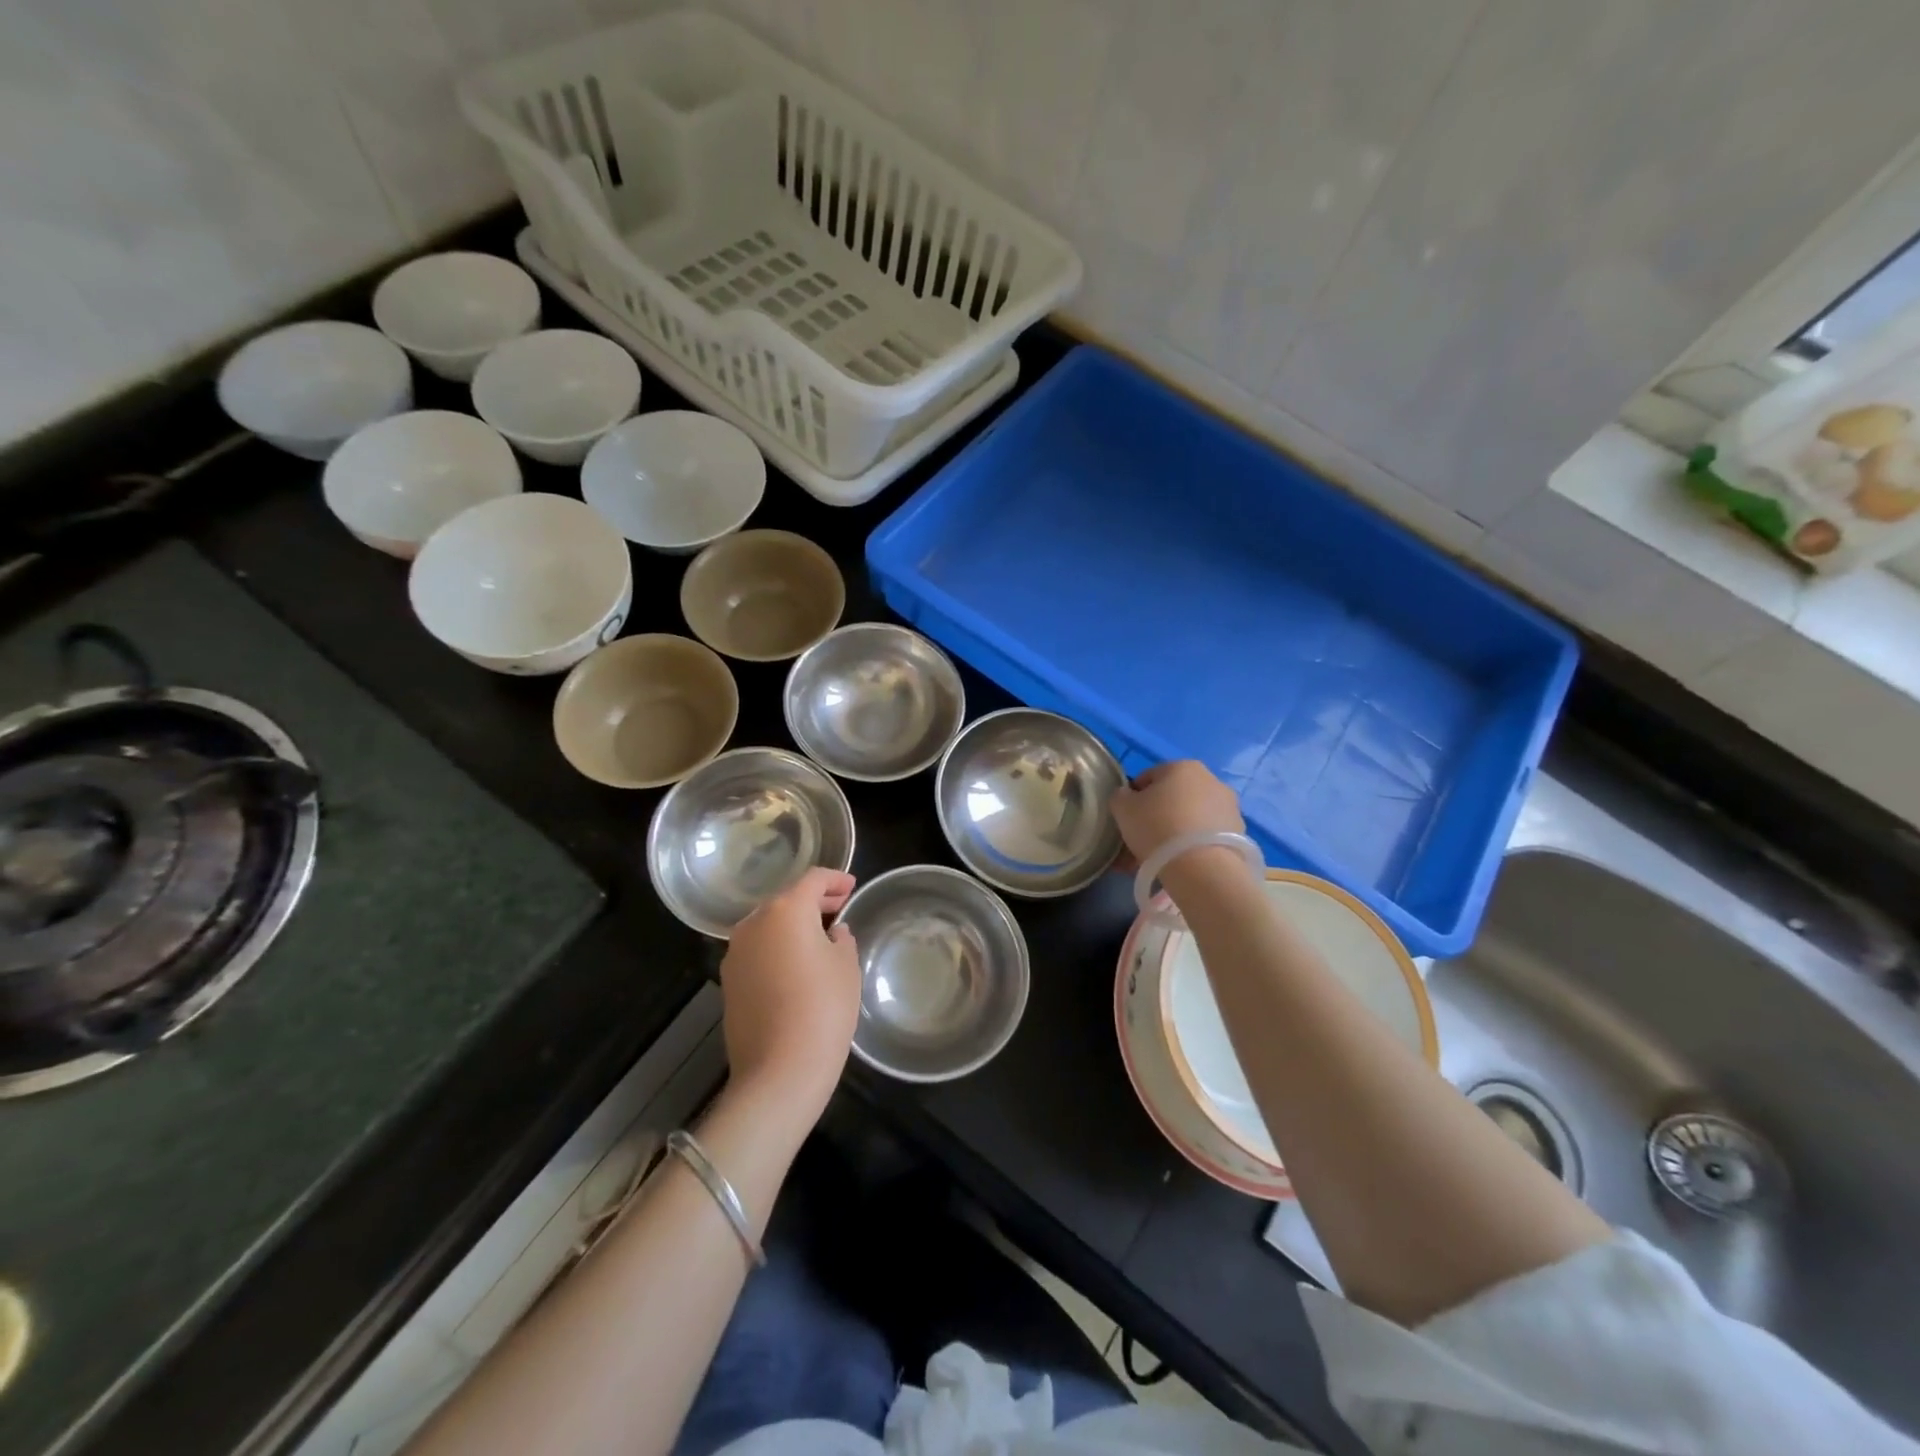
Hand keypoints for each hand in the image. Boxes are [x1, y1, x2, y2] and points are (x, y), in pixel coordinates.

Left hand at [719, 867, 860, 1117]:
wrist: (779, 1071)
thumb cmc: (823, 1008)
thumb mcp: (846, 967)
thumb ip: (841, 939)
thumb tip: (832, 933)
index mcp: (786, 910)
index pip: (813, 879)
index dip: (835, 879)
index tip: (851, 887)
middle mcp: (754, 923)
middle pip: (786, 899)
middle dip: (814, 902)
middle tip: (839, 909)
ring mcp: (736, 953)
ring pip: (768, 926)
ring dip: (793, 926)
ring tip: (819, 939)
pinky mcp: (729, 982)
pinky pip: (758, 951)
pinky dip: (777, 948)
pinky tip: (796, 966)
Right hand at [1109, 760, 1245, 873]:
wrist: (1202, 868)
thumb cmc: (1157, 828)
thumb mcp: (1122, 808)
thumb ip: (1121, 796)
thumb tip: (1127, 796)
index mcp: (1182, 766)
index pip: (1148, 777)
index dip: (1133, 798)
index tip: (1127, 820)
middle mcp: (1210, 779)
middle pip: (1173, 797)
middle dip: (1156, 816)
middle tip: (1141, 841)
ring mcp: (1229, 807)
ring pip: (1190, 818)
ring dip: (1175, 833)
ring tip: (1159, 859)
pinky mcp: (1239, 833)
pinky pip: (1206, 836)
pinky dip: (1193, 846)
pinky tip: (1179, 865)